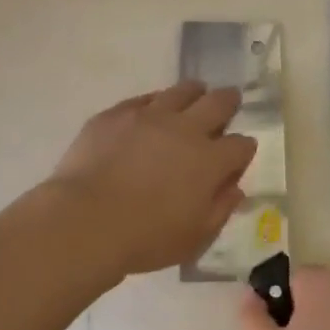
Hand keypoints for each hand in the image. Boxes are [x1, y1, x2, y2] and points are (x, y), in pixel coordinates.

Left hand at [49, 81, 256, 275]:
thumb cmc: (145, 238)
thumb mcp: (195, 237)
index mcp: (210, 161)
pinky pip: (143, 99)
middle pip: (218, 103)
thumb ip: (221, 209)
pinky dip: (154, 102)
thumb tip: (234, 188)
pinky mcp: (116, 114)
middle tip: (229, 101)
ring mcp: (149, 116)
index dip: (244, 149)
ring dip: (194, 93)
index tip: (239, 155)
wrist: (85, 221)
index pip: (241, 145)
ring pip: (181, 91)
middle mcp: (185, 129)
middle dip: (229, 102)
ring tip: (195, 94)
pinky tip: (151, 110)